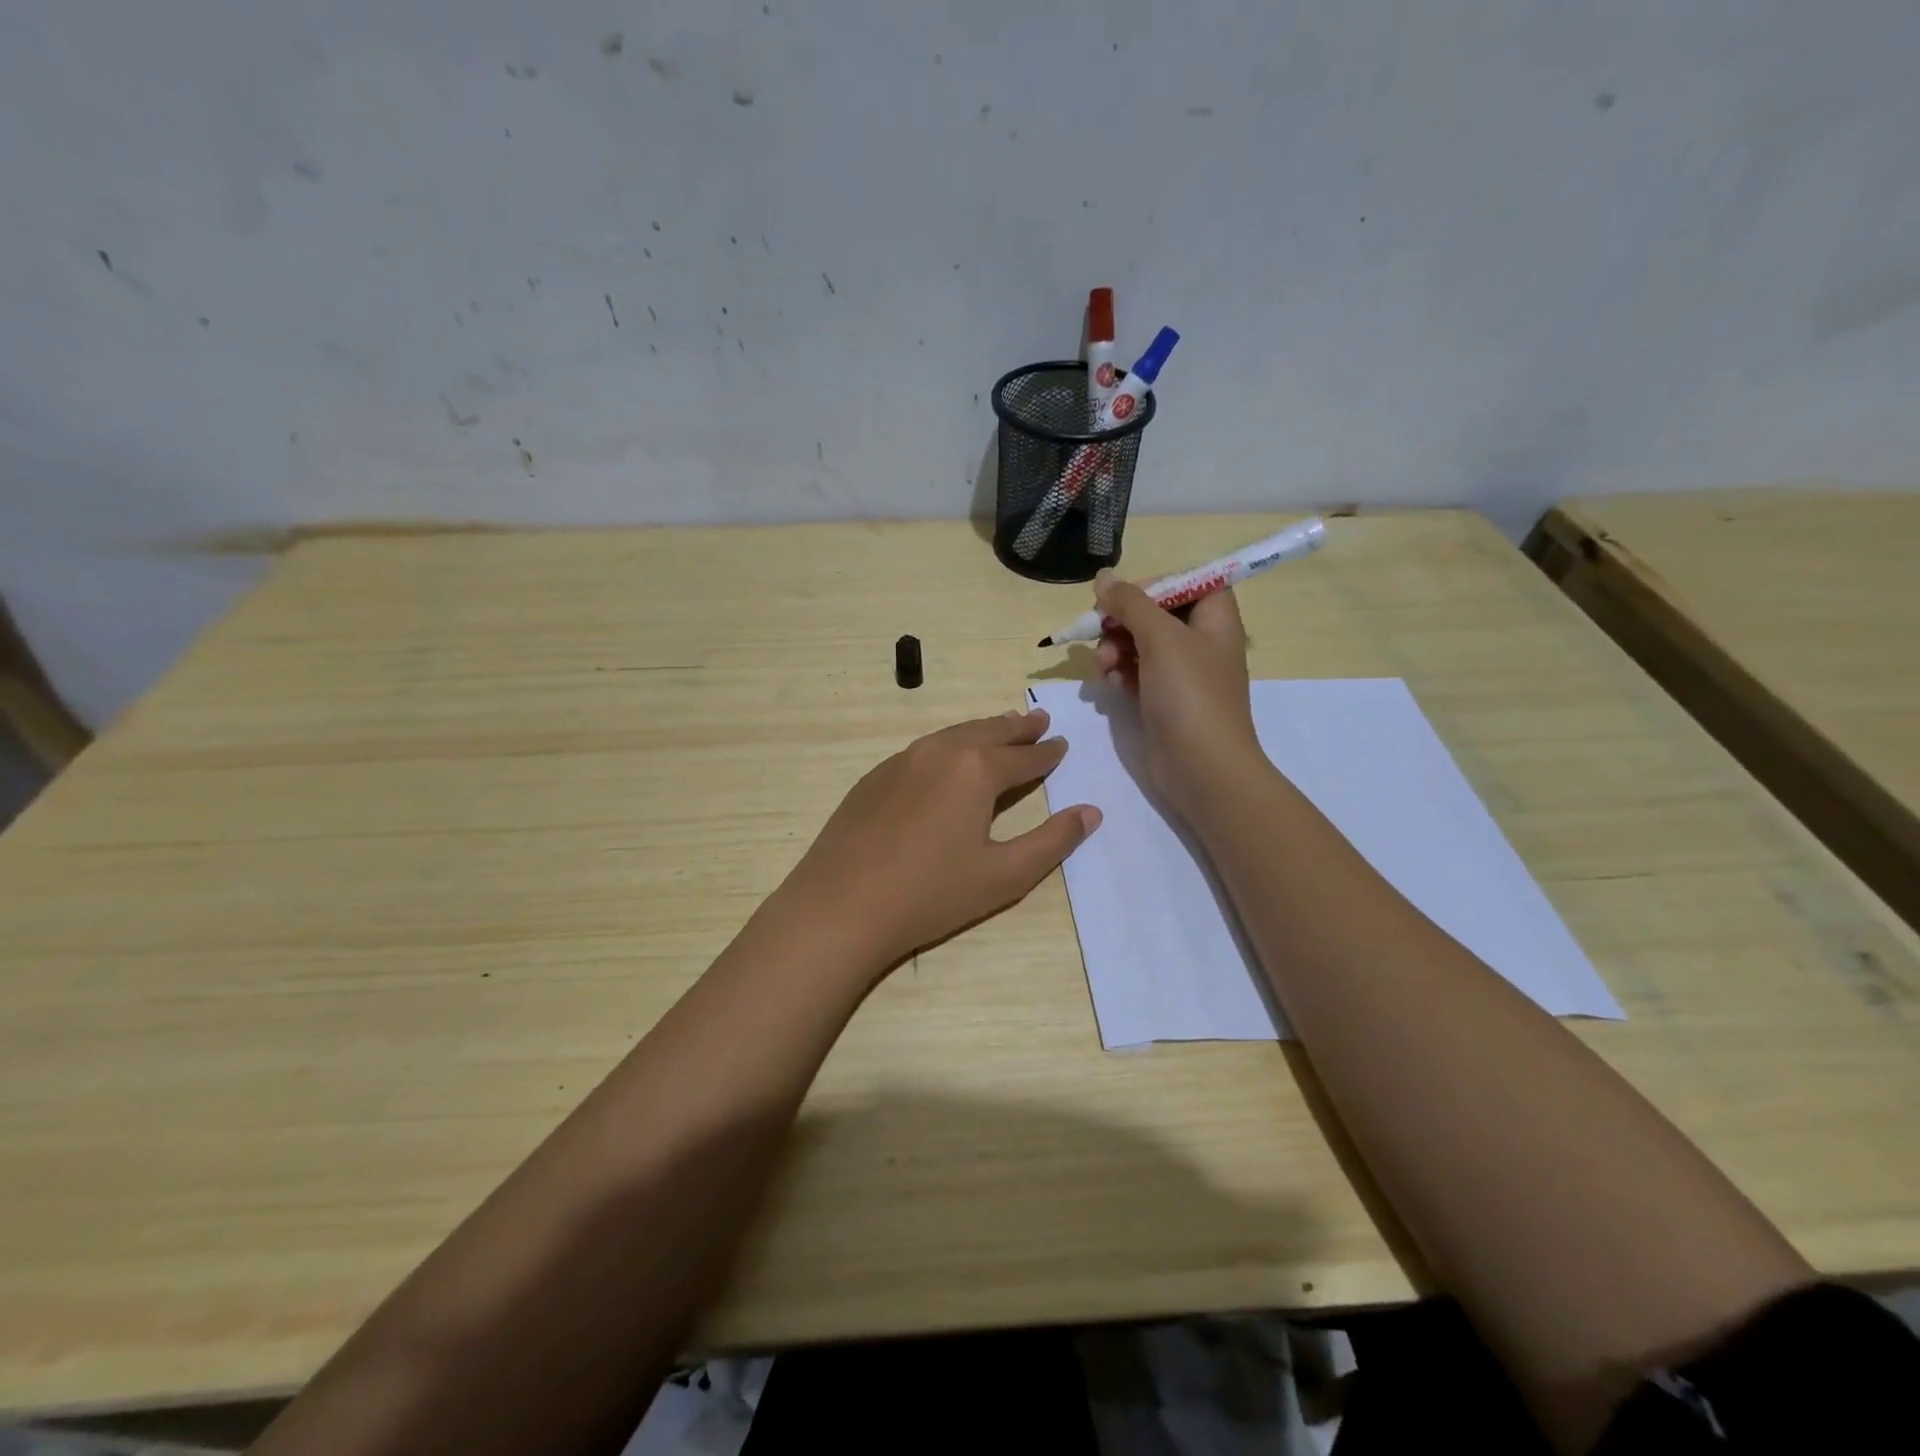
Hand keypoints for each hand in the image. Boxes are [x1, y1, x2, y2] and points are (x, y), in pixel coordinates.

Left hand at [775, 708, 1100, 973]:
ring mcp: (901, 761)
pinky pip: (922, 750)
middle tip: (1038, 720)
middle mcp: (939, 752)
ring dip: (982, 731)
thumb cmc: (931, 894)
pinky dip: (947, 746)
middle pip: (988, 733)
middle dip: (1017, 728)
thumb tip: (1091, 812)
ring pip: (952, 735)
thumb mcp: (1005, 875)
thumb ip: (1053, 841)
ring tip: (1000, 727)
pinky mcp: (874, 778)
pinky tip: (946, 758)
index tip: (1061, 744)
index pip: (1023, 756)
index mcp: (976, 769)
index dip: (1046, 753)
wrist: (840, 906)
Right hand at [1092, 571, 1263, 821]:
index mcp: (1214, 619)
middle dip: (1123, 621)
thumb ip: (1130, 603)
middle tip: (1100, 631)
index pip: (1187, 582)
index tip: (1124, 597)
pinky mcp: (1163, 699)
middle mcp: (1200, 641)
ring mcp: (1181, 673)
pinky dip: (1119, 673)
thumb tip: (1103, 577)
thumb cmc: (1190, 695)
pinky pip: (1135, 672)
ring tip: (1103, 666)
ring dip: (1114, 649)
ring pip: (1139, 643)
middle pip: (1156, 612)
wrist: (1202, 768)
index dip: (1155, 584)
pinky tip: (1109, 685)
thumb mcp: (1160, 638)